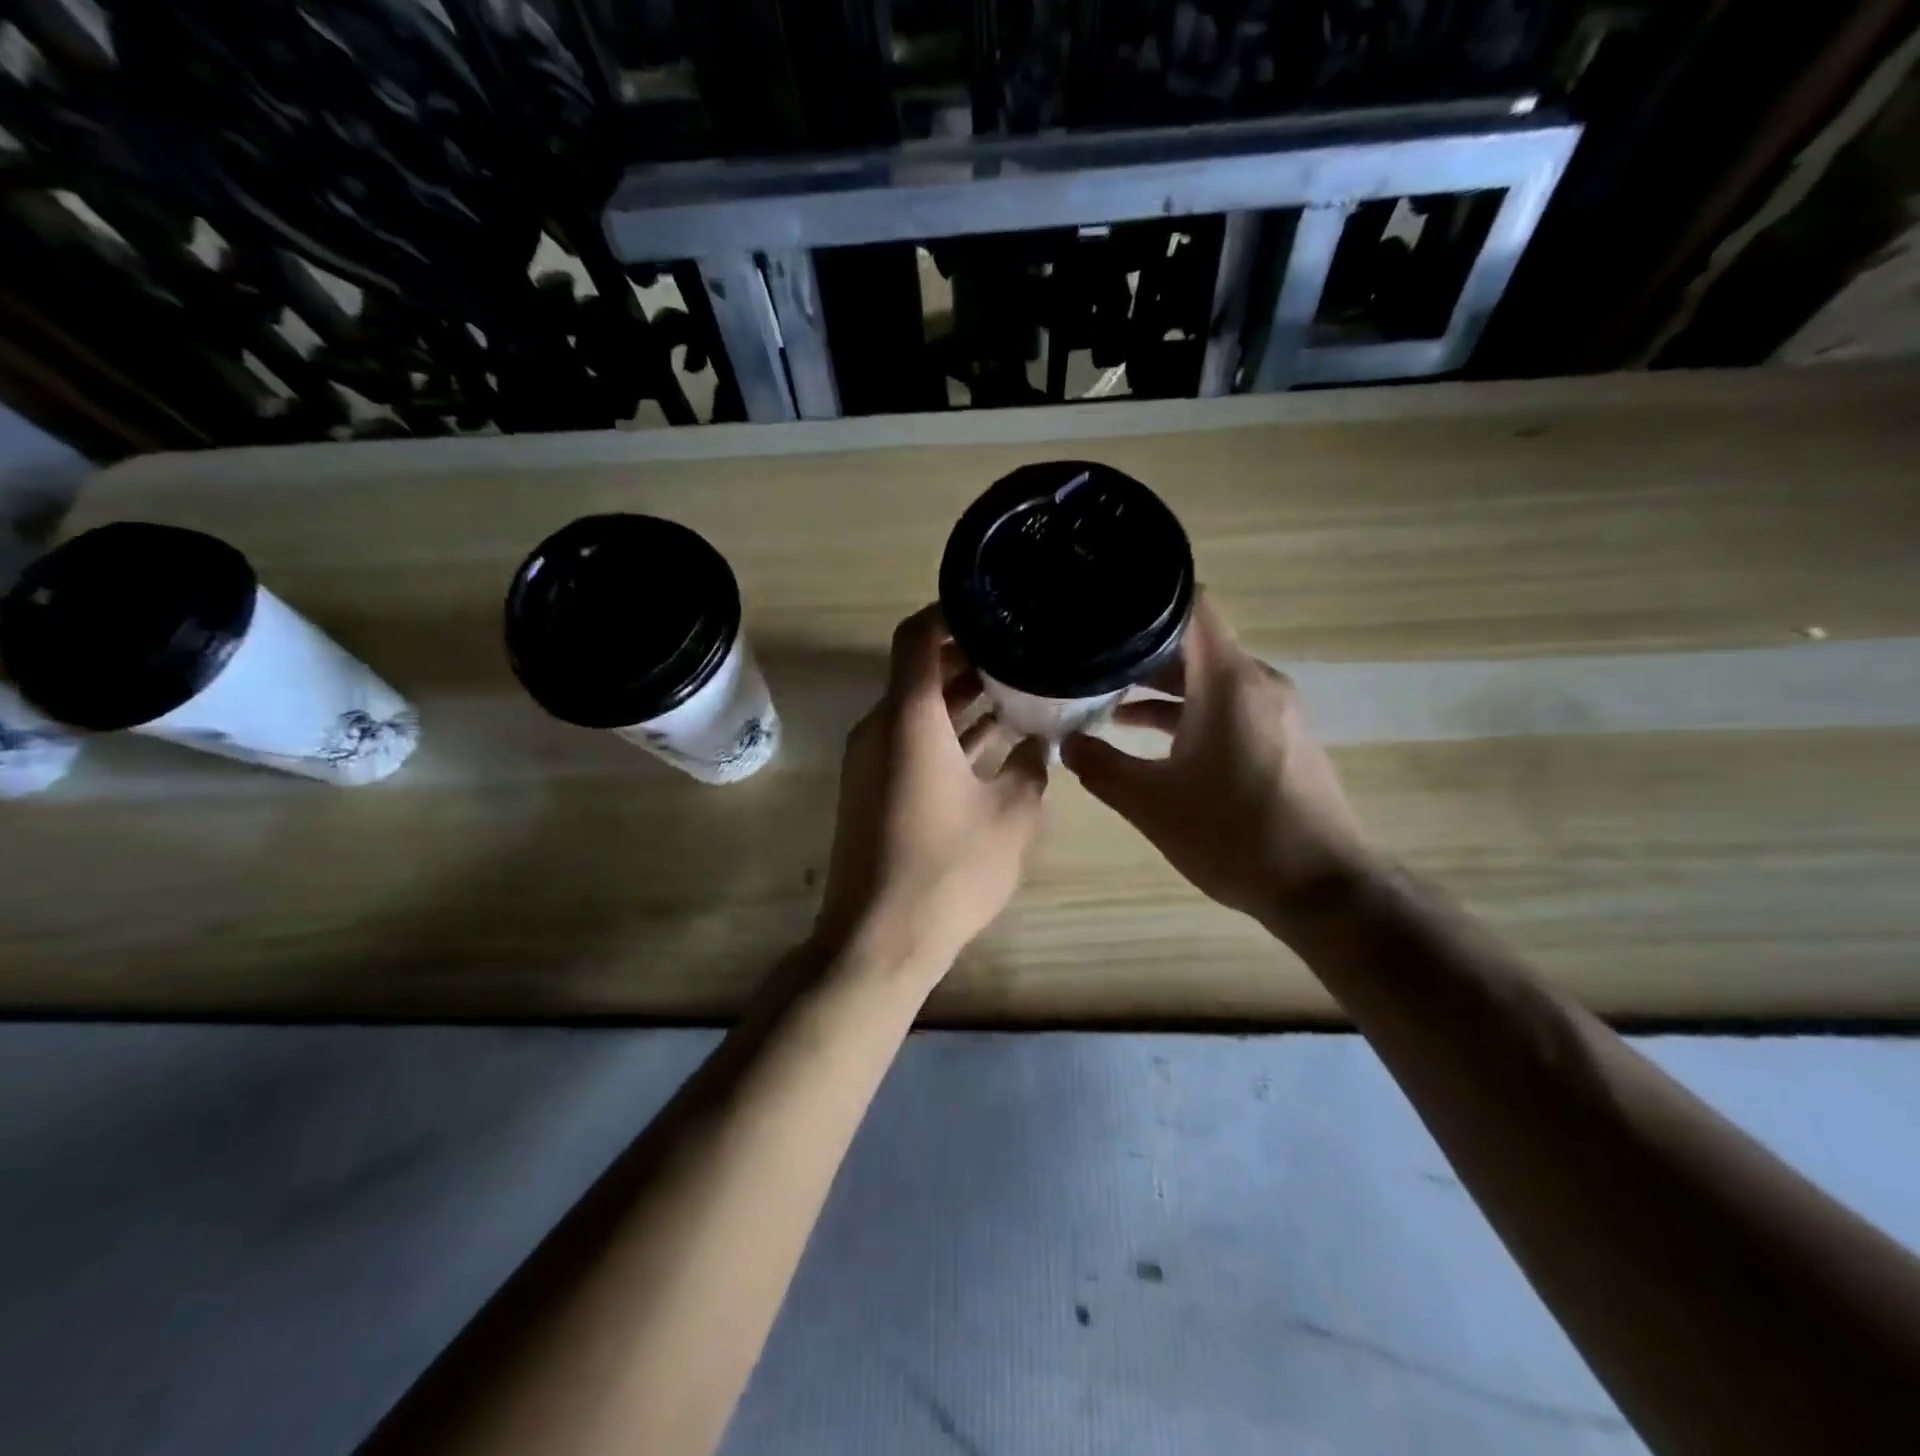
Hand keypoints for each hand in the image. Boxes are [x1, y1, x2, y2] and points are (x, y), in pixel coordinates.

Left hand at [815, 605, 1049, 971]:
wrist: (878, 940)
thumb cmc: (948, 872)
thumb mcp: (1012, 816)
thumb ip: (1032, 767)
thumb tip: (1040, 742)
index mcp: (908, 719)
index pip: (918, 636)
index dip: (951, 612)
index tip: (994, 608)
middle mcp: (881, 728)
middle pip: (920, 671)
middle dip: (970, 658)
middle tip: (1024, 651)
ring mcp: (872, 761)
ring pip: (918, 709)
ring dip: (963, 698)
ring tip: (1020, 689)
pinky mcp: (874, 790)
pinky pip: (912, 742)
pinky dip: (949, 733)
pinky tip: (996, 741)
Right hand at [1060, 592, 1373, 937]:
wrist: (1322, 888)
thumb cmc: (1233, 835)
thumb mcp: (1151, 804)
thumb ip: (1102, 767)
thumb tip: (1067, 744)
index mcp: (1228, 682)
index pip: (1190, 606)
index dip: (1144, 601)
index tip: (1101, 610)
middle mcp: (1257, 683)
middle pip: (1193, 644)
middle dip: (1139, 653)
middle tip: (1087, 662)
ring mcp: (1275, 711)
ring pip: (1208, 679)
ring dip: (1161, 689)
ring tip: (1105, 703)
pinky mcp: (1281, 738)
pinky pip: (1228, 706)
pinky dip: (1189, 712)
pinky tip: (1149, 740)